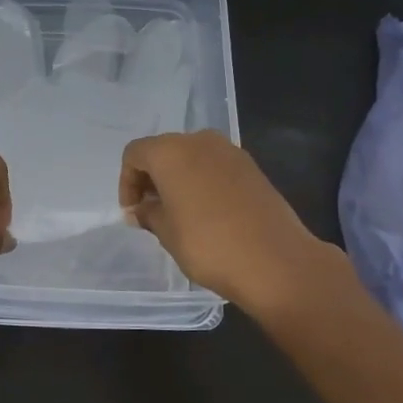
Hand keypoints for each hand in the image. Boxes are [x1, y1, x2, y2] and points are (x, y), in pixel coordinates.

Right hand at [119, 130, 338, 315]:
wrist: (275, 261)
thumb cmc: (208, 245)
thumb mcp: (167, 232)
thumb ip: (148, 214)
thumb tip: (140, 210)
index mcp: (171, 152)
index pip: (135, 154)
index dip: (126, 182)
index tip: (133, 213)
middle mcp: (200, 142)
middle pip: (164, 151)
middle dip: (152, 178)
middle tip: (151, 212)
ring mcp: (230, 152)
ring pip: (191, 157)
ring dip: (178, 179)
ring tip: (179, 214)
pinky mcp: (252, 168)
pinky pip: (215, 167)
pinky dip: (203, 182)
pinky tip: (207, 213)